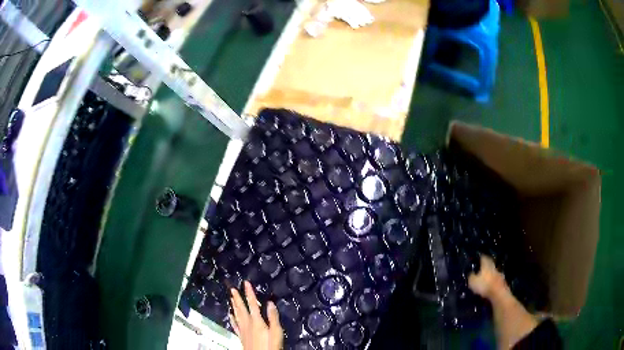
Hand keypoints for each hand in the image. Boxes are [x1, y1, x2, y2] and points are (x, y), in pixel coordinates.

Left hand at [230, 281, 282, 349]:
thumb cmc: (271, 345)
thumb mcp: (276, 332)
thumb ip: (273, 318)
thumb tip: (270, 303)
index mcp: (256, 321)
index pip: (252, 304)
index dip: (249, 293)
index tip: (246, 283)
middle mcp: (247, 323)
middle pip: (241, 308)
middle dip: (237, 298)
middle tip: (232, 288)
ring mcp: (243, 330)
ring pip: (237, 315)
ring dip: (234, 306)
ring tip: (231, 298)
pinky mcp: (241, 336)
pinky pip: (235, 325)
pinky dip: (232, 319)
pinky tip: (230, 315)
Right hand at [468, 255, 507, 299]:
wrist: (498, 293)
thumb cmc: (484, 285)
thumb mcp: (472, 281)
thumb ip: (471, 276)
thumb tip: (471, 273)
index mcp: (486, 264)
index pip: (483, 257)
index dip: (479, 257)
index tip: (476, 259)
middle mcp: (493, 266)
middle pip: (489, 263)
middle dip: (485, 265)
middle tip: (479, 267)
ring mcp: (498, 273)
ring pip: (492, 270)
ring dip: (488, 272)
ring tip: (483, 276)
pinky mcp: (501, 280)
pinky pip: (495, 278)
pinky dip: (491, 279)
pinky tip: (488, 283)